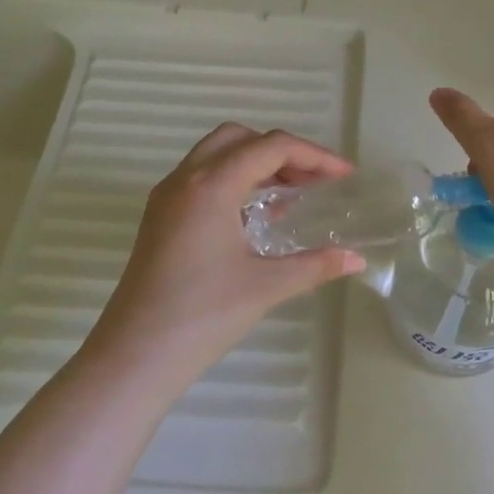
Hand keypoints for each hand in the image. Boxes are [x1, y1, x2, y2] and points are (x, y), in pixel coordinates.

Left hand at [90, 123, 364, 377]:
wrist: (136, 354)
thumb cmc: (204, 315)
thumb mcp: (267, 286)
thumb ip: (316, 265)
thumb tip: (357, 260)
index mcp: (211, 185)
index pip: (271, 147)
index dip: (314, 156)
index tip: (344, 177)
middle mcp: (185, 179)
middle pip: (239, 138)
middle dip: (282, 152)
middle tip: (313, 181)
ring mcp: (167, 198)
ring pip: (216, 156)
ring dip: (256, 165)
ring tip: (292, 196)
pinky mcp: (160, 218)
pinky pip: (201, 179)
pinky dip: (234, 182)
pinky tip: (256, 218)